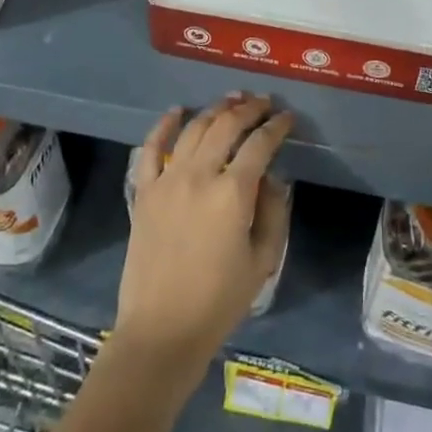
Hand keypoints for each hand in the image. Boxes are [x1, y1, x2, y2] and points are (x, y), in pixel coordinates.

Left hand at [114, 94, 293, 382]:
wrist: (162, 331)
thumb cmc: (219, 301)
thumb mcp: (263, 261)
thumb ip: (273, 212)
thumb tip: (272, 177)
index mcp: (233, 193)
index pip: (260, 144)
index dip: (277, 126)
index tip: (287, 118)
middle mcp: (200, 175)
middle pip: (227, 126)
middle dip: (249, 109)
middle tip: (263, 102)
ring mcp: (168, 180)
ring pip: (194, 128)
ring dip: (214, 109)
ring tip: (231, 100)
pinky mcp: (144, 192)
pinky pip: (151, 148)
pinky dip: (164, 125)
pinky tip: (177, 111)